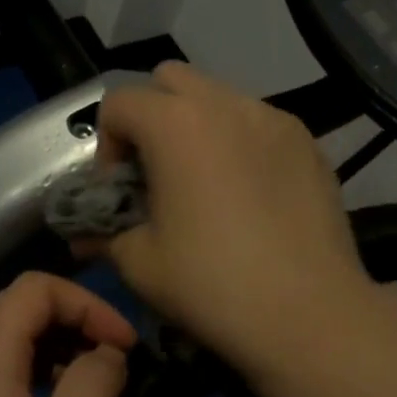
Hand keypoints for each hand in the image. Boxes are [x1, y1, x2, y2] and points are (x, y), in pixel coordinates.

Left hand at [0, 272, 136, 396]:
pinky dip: (32, 379)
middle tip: (115, 361)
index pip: (29, 290)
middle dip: (71, 320)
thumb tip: (105, 351)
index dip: (86, 304)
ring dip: (53, 349)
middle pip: (11, 311)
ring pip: (0, 347)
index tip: (125, 348)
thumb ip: (91, 387)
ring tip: (94, 388)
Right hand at [99, 62, 373, 374]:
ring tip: (206, 183)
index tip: (121, 190)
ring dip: (198, 126)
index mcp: (175, 124)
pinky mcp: (307, 141)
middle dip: (152, 116)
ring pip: (218, 97)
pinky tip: (250, 195)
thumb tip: (86, 236)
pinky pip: (258, 123)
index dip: (107, 144)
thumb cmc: (212, 285)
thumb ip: (105, 234)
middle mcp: (225, 104)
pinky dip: (239, 142)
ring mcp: (273, 118)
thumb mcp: (140, 264)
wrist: (310, 315)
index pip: (119, 102)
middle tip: (158, 172)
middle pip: (170, 80)